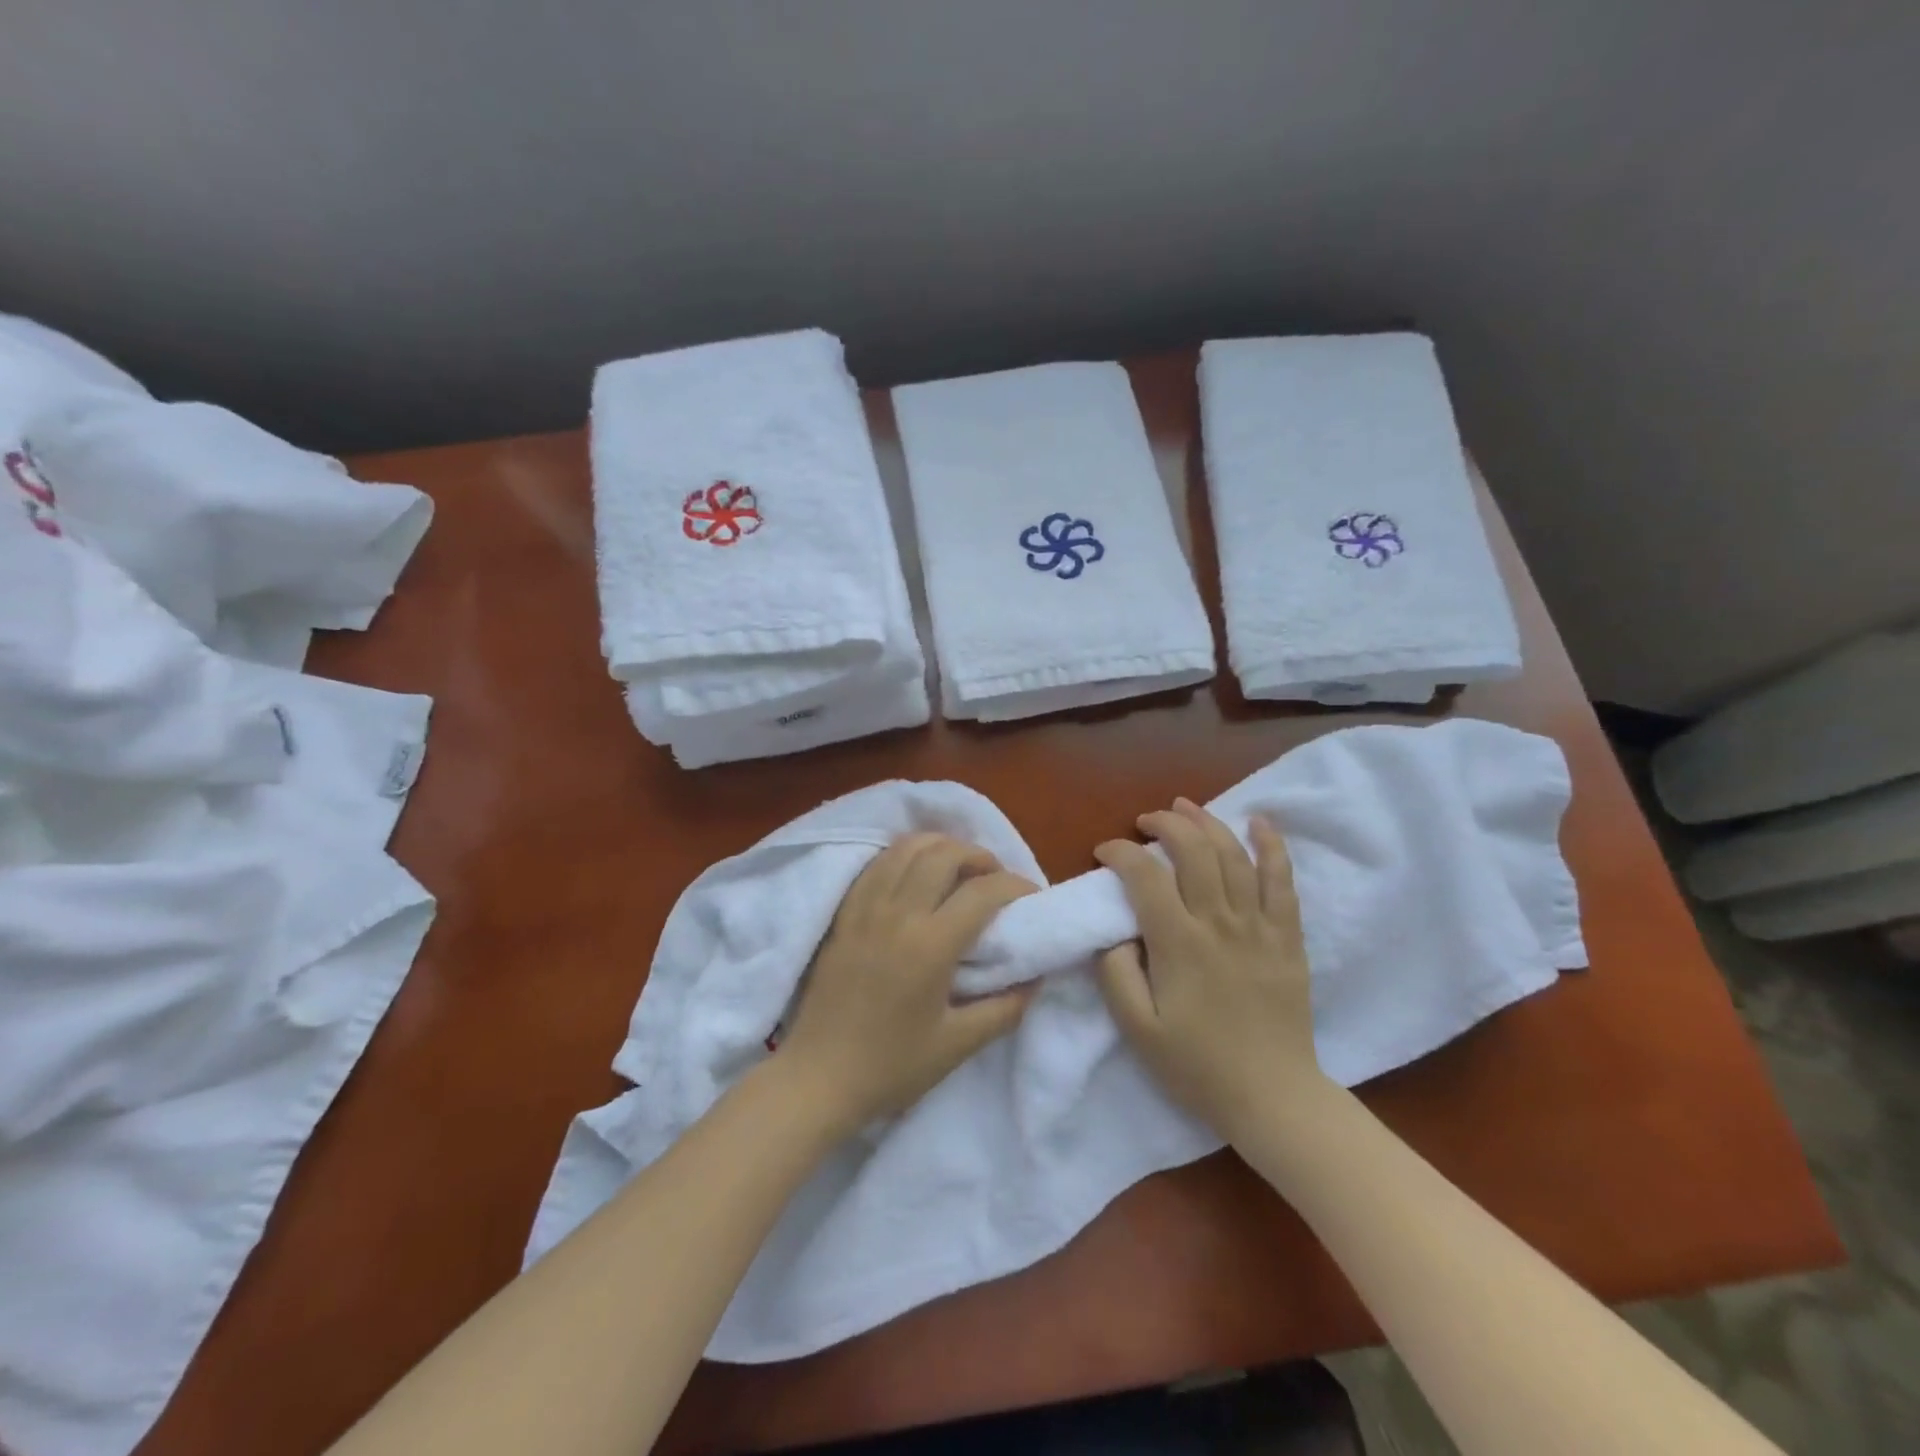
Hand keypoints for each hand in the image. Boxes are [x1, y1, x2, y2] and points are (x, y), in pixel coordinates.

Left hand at [778, 833, 1035, 1135]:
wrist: (817, 1078)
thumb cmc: (891, 1066)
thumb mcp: (958, 1045)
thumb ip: (1005, 1009)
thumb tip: (1036, 978)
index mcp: (930, 945)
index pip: (982, 891)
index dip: (1015, 885)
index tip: (1031, 896)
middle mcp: (898, 914)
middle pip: (944, 854)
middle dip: (979, 856)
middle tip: (994, 877)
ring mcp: (865, 908)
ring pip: (907, 848)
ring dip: (941, 846)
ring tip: (958, 867)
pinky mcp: (844, 912)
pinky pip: (878, 863)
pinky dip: (904, 854)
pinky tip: (916, 870)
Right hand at [1094, 798, 1326, 1139]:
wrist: (1272, 1097)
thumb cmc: (1197, 1066)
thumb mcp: (1137, 1028)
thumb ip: (1116, 973)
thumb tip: (1115, 932)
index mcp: (1179, 943)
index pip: (1144, 876)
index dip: (1119, 854)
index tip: (1103, 853)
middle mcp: (1219, 923)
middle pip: (1192, 851)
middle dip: (1164, 824)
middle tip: (1144, 821)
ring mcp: (1258, 926)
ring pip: (1234, 856)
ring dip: (1207, 822)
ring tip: (1185, 806)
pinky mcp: (1287, 937)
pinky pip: (1282, 881)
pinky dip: (1272, 846)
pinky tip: (1259, 822)